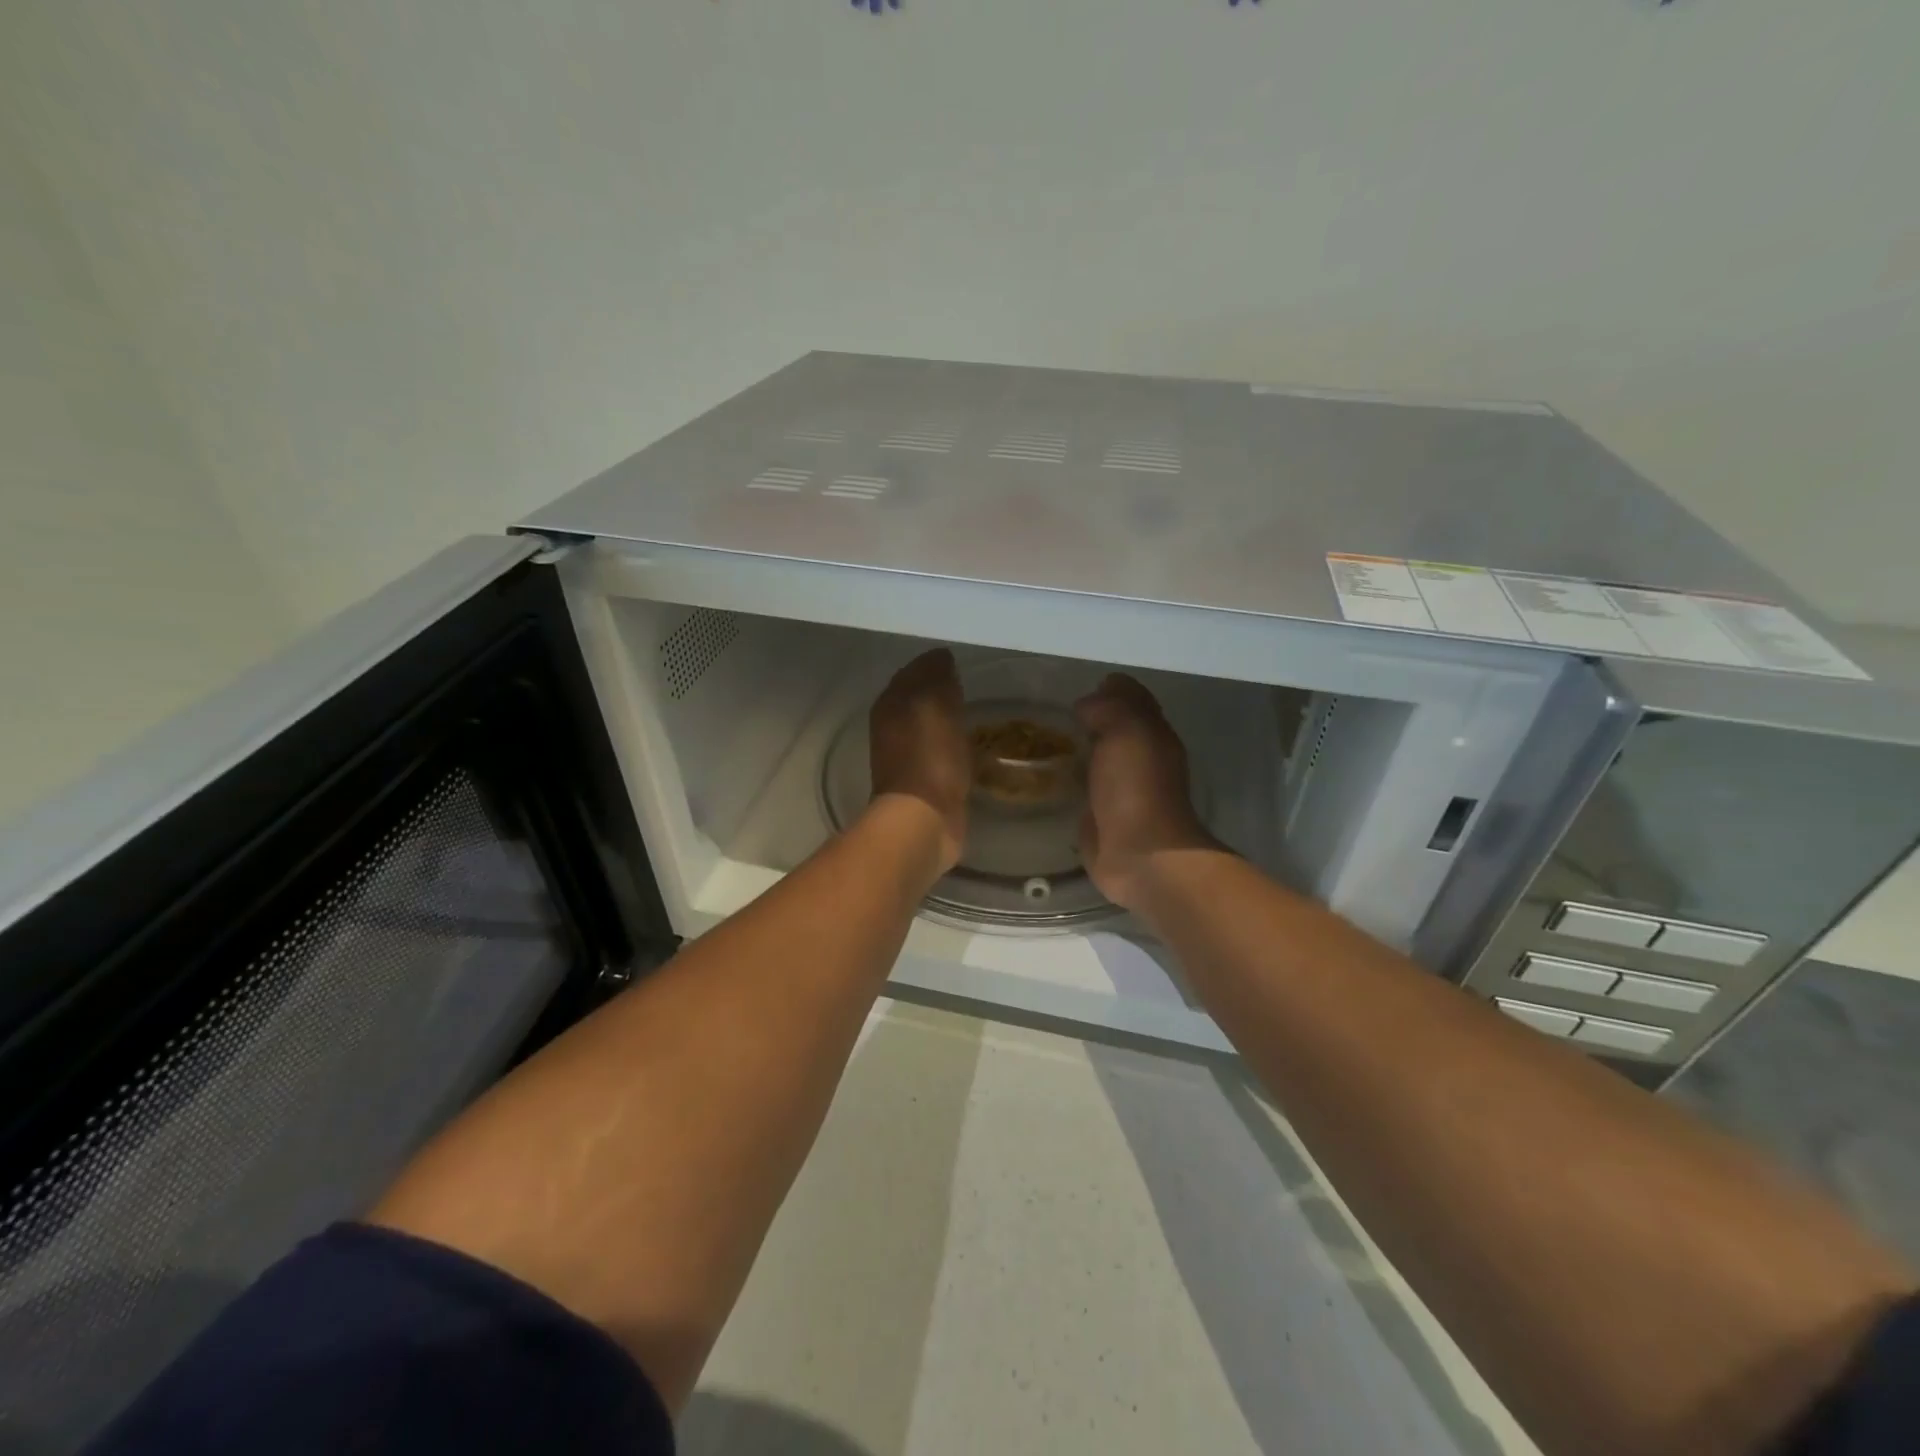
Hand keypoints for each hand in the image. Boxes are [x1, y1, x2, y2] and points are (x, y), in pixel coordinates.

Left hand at [868, 649, 969, 871]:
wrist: (922, 820)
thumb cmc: (929, 758)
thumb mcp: (937, 706)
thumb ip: (938, 678)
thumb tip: (941, 657)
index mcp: (891, 704)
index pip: (913, 671)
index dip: (934, 663)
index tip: (960, 660)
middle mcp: (892, 726)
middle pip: (917, 698)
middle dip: (938, 688)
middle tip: (968, 683)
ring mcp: (904, 756)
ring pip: (927, 724)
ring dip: (944, 716)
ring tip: (971, 710)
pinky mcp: (922, 781)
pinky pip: (938, 749)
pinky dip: (950, 742)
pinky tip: (967, 743)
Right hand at [1074, 674, 1217, 910]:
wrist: (1140, 853)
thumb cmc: (1136, 788)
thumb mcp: (1126, 731)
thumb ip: (1109, 708)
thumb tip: (1087, 704)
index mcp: (1154, 735)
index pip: (1135, 699)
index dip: (1112, 688)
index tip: (1083, 687)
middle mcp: (1142, 758)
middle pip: (1119, 727)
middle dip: (1095, 716)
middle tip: (1059, 711)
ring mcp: (1122, 788)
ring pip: (1102, 756)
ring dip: (1083, 746)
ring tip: (1050, 737)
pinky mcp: (1102, 814)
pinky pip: (1086, 785)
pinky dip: (1073, 776)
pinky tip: (1053, 773)